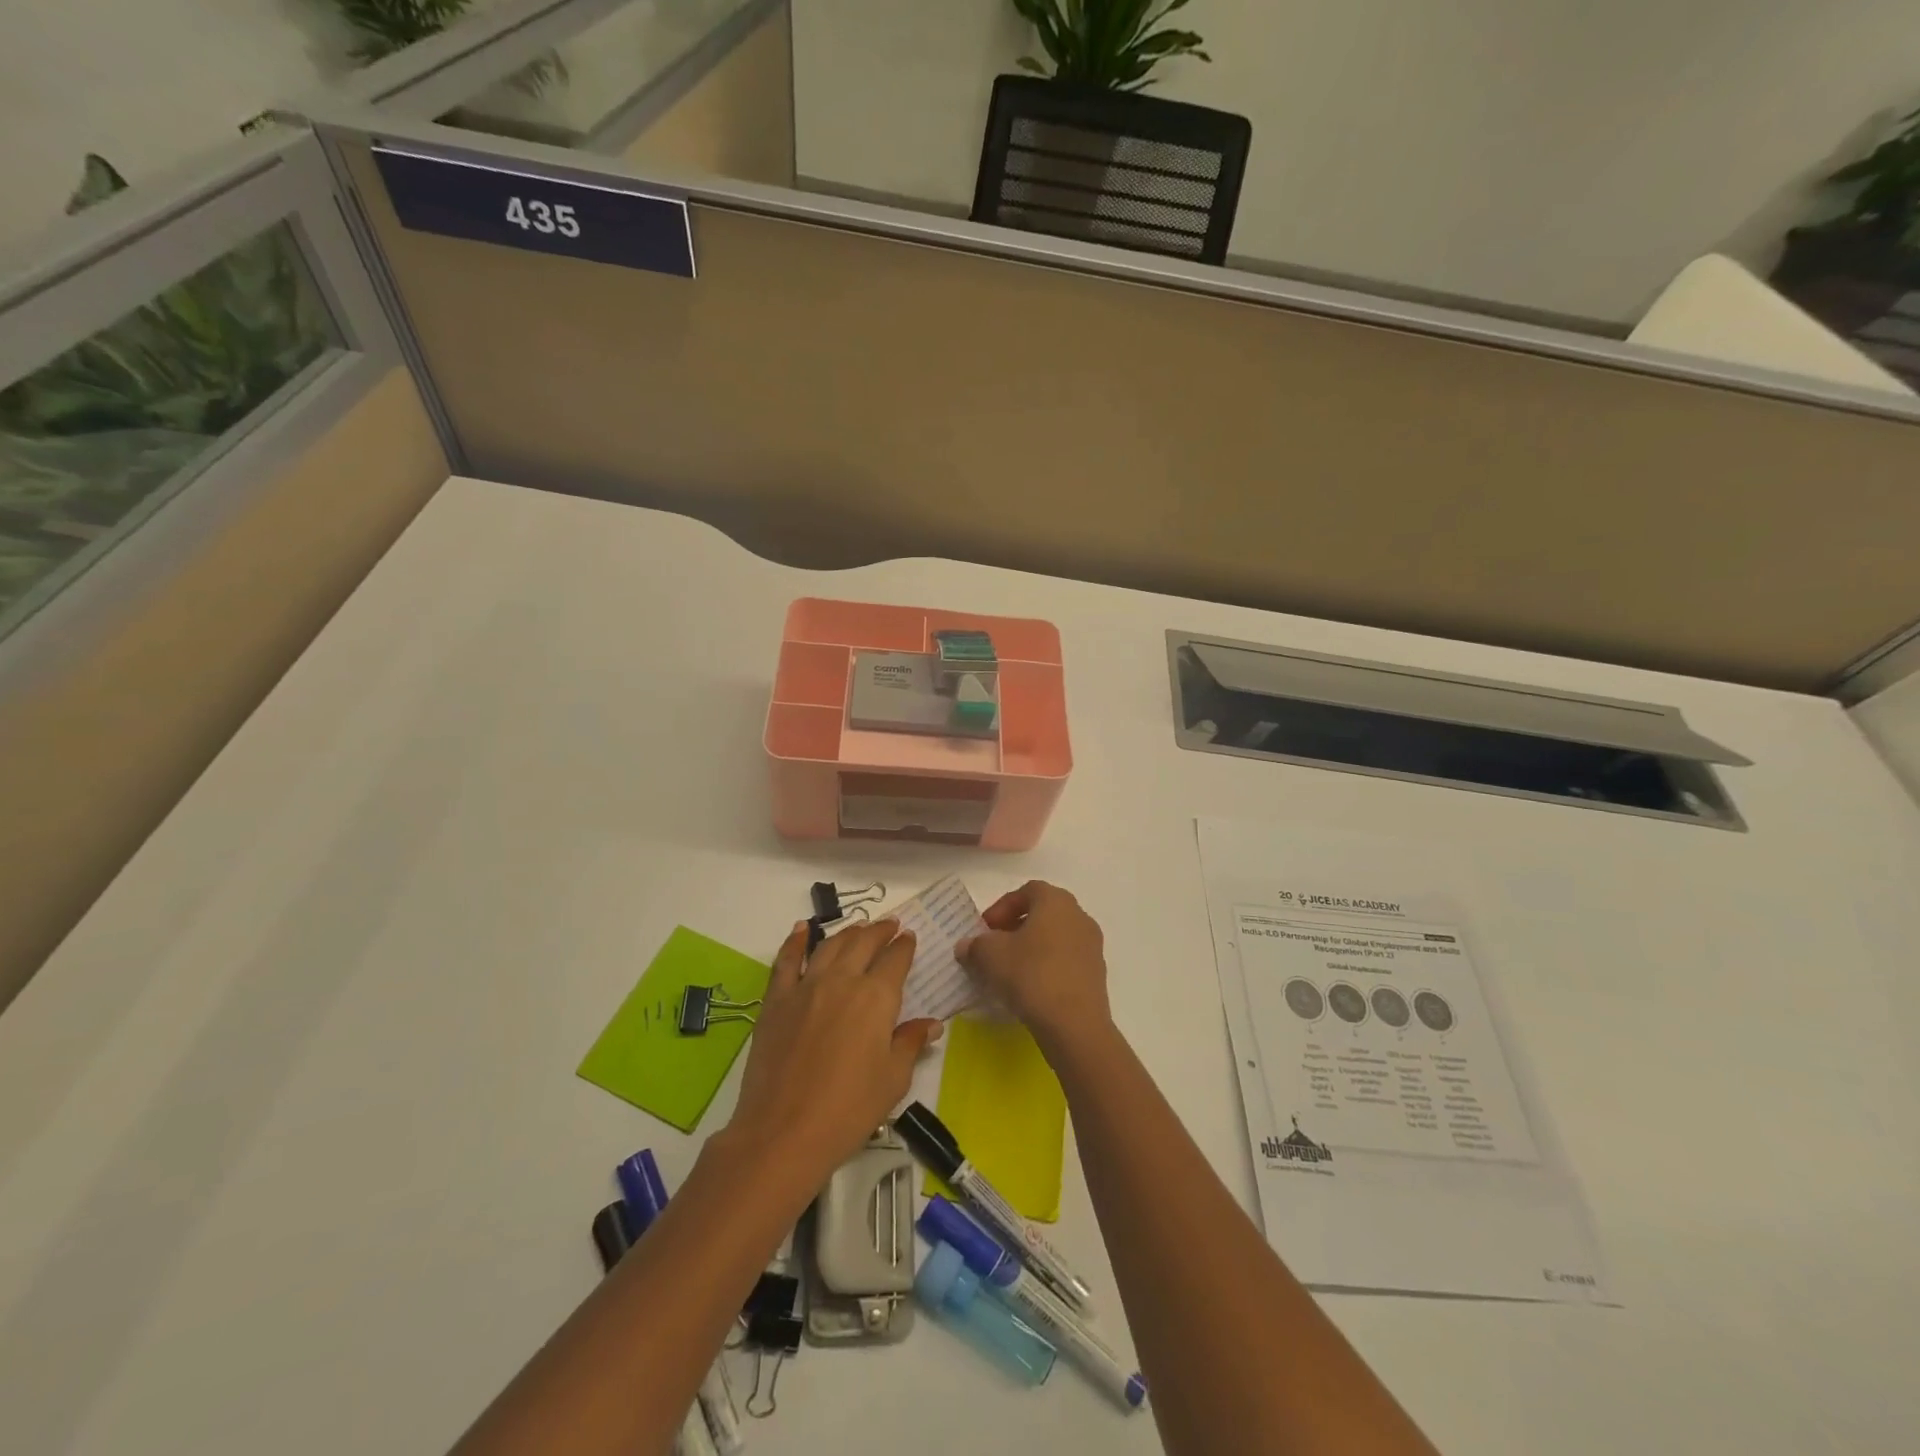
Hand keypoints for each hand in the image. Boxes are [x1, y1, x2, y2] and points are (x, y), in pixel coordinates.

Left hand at [725, 918, 940, 1194]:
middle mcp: (842, 980)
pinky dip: (795, 941)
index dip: (904, 946)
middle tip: (890, 925)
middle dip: (880, 931)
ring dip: (848, 932)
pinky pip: (787, 961)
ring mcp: (806, 986)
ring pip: (830, 945)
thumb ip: (911, 1043)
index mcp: (876, 997)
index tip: (909, 937)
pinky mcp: (776, 1000)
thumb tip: (932, 1024)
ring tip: (858, 927)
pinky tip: (801, 930)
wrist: (784, 1132)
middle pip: (863, 943)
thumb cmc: (849, 1110)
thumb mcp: (893, 1080)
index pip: (895, 959)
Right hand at [960, 881, 1111, 1057]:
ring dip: (1031, 948)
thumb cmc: (1031, 975)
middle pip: (1043, 913)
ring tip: (1009, 971)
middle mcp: (1079, 916)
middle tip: (994, 947)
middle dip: (1015, 927)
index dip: (1002, 907)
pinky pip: (1066, 960)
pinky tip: (1031, 988)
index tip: (985, 929)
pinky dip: (1047, 966)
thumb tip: (966, 946)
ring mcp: (1092, 946)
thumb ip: (975, 945)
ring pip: (1055, 938)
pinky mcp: (1097, 974)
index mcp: (1056, 901)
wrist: (1075, 1024)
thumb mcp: (990, 956)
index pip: (1026, 891)